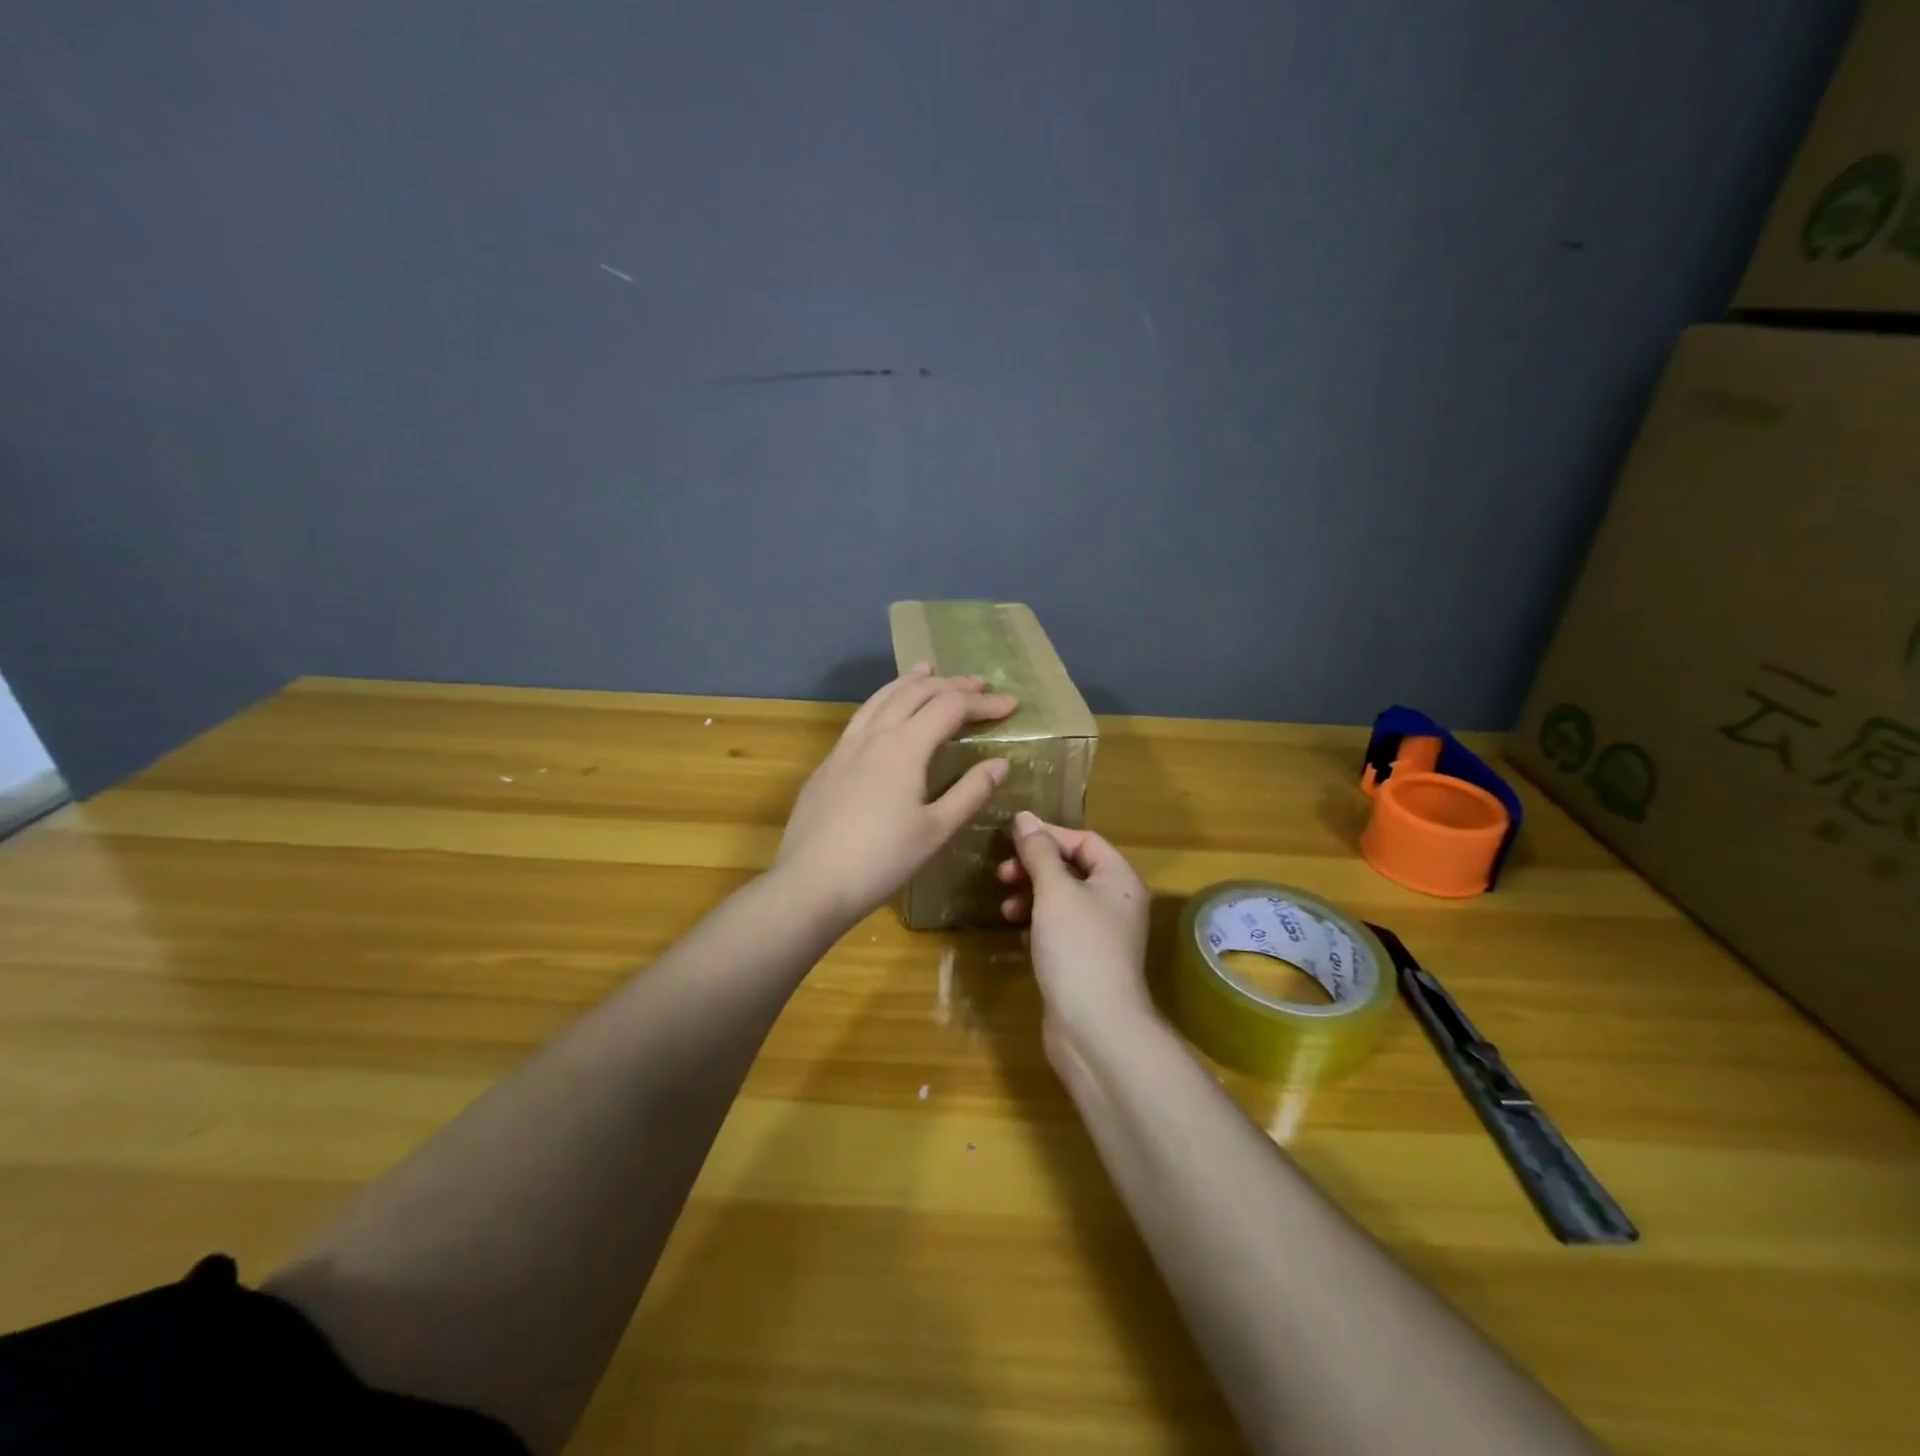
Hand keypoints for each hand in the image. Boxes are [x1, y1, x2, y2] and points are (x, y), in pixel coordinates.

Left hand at [775, 664, 1017, 927]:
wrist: (811, 883)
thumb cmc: (881, 860)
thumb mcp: (936, 830)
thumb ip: (970, 792)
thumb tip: (1000, 763)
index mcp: (905, 746)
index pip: (951, 707)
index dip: (983, 703)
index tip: (1012, 704)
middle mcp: (874, 735)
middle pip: (916, 693)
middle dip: (951, 685)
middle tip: (979, 685)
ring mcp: (846, 746)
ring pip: (882, 698)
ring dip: (910, 681)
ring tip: (927, 670)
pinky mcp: (828, 763)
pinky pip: (862, 716)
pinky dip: (883, 700)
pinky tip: (885, 712)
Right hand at [997, 811, 1154, 1046]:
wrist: (1095, 1027)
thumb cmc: (1078, 947)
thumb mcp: (1055, 891)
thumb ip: (1039, 852)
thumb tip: (1024, 818)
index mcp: (1119, 879)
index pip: (1085, 840)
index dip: (1048, 835)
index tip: (1010, 839)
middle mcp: (1116, 903)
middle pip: (1072, 869)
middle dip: (1035, 867)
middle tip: (1002, 873)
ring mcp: (1101, 935)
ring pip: (1062, 900)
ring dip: (1031, 895)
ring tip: (1004, 906)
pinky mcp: (1085, 961)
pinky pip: (1059, 928)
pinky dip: (1036, 922)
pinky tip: (1016, 930)